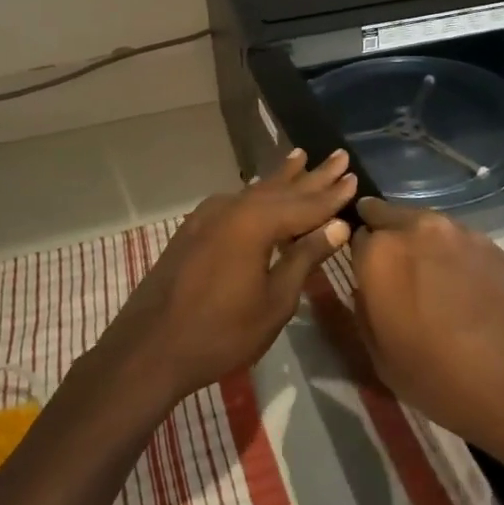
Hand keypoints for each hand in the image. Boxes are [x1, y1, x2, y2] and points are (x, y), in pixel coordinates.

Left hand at [105, 147, 358, 405]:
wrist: (148, 349)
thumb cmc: (220, 333)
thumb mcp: (274, 301)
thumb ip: (305, 258)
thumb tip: (337, 226)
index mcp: (257, 222)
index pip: (307, 204)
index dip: (333, 194)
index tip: (355, 176)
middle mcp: (233, 207)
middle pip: (282, 189)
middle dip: (313, 175)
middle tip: (338, 155)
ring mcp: (209, 216)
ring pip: (256, 191)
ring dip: (282, 177)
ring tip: (301, 157)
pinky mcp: (194, 229)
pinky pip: (236, 201)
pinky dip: (256, 193)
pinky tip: (260, 190)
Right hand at [350, 197, 503, 460]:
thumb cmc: (445, 380)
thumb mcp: (383, 360)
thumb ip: (365, 312)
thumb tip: (368, 290)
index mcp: (380, 254)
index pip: (354, 237)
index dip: (359, 258)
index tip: (366, 279)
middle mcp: (416, 229)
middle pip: (387, 216)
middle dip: (384, 236)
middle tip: (392, 273)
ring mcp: (459, 232)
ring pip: (424, 225)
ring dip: (418, 244)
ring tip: (429, 283)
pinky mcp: (492, 243)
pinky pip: (457, 240)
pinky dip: (451, 256)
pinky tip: (462, 290)